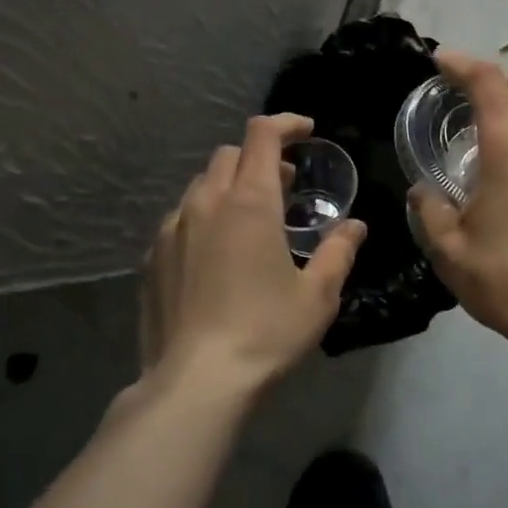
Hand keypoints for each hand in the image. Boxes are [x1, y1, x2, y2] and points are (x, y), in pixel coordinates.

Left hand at [141, 113, 365, 395]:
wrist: (195, 383)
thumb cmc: (265, 333)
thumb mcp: (317, 295)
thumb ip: (338, 251)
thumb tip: (354, 226)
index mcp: (249, 203)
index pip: (262, 136)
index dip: (286, 124)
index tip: (307, 132)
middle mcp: (206, 204)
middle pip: (230, 154)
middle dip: (260, 158)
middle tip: (286, 185)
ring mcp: (172, 229)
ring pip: (202, 185)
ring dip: (231, 186)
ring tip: (253, 219)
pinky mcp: (153, 258)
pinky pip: (181, 217)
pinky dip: (206, 215)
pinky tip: (218, 252)